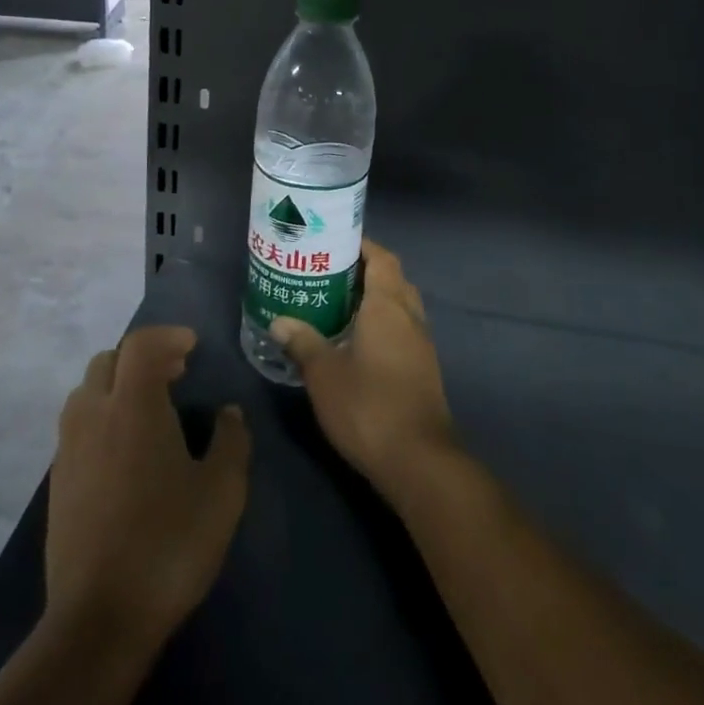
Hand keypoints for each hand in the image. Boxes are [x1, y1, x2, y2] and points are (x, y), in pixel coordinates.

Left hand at [45, 325, 251, 654]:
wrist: (98, 619)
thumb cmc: (168, 544)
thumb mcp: (221, 492)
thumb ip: (231, 441)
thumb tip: (228, 412)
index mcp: (133, 404)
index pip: (142, 343)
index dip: (168, 336)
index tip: (192, 347)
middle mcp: (94, 413)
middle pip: (109, 360)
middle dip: (142, 357)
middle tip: (174, 374)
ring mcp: (68, 448)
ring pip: (87, 391)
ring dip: (117, 385)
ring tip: (149, 409)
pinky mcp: (56, 481)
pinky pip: (78, 425)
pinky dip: (102, 417)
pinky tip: (125, 451)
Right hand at [270, 240, 455, 508]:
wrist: (419, 461)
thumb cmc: (368, 406)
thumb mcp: (324, 374)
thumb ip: (302, 343)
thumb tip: (279, 321)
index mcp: (388, 304)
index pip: (381, 257)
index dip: (361, 245)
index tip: (333, 242)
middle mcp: (410, 316)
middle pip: (392, 278)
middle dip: (364, 270)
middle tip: (328, 273)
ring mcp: (422, 344)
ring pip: (400, 305)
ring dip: (375, 299)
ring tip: (337, 304)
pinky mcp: (424, 369)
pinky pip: (403, 329)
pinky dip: (382, 324)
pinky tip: (356, 342)